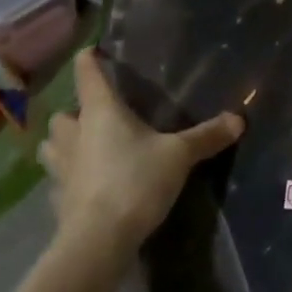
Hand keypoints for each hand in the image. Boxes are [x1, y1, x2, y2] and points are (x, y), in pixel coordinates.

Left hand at [40, 50, 243, 259]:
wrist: (98, 240)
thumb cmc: (135, 182)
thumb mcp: (178, 156)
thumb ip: (206, 137)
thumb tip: (239, 119)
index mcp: (100, 111)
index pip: (87, 73)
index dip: (89, 59)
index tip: (94, 51)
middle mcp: (74, 133)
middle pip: (63, 112)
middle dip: (75, 111)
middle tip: (97, 116)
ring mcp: (60, 167)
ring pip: (52, 145)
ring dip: (64, 142)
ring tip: (85, 147)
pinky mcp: (58, 198)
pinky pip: (58, 179)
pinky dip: (68, 177)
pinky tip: (86, 185)